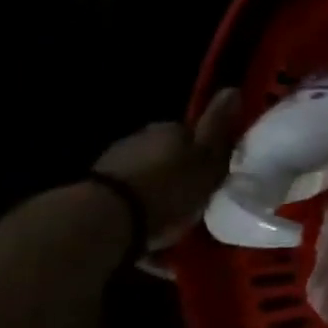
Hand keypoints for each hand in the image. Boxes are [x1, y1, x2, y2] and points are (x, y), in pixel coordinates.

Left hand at [93, 88, 240, 250]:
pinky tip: (148, 240)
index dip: (205, 154)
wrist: (104, 221)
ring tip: (172, 226)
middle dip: (179, 175)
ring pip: (146, 179)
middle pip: (168, 156)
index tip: (214, 177)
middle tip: (195, 203)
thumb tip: (232, 88)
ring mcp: (114, 165)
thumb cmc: (167, 188)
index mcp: (170, 129)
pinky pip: (128, 203)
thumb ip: (218, 128)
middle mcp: (140, 140)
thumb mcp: (206, 159)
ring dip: (157, 196)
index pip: (193, 134)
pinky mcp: (95, 194)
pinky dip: (139, 216)